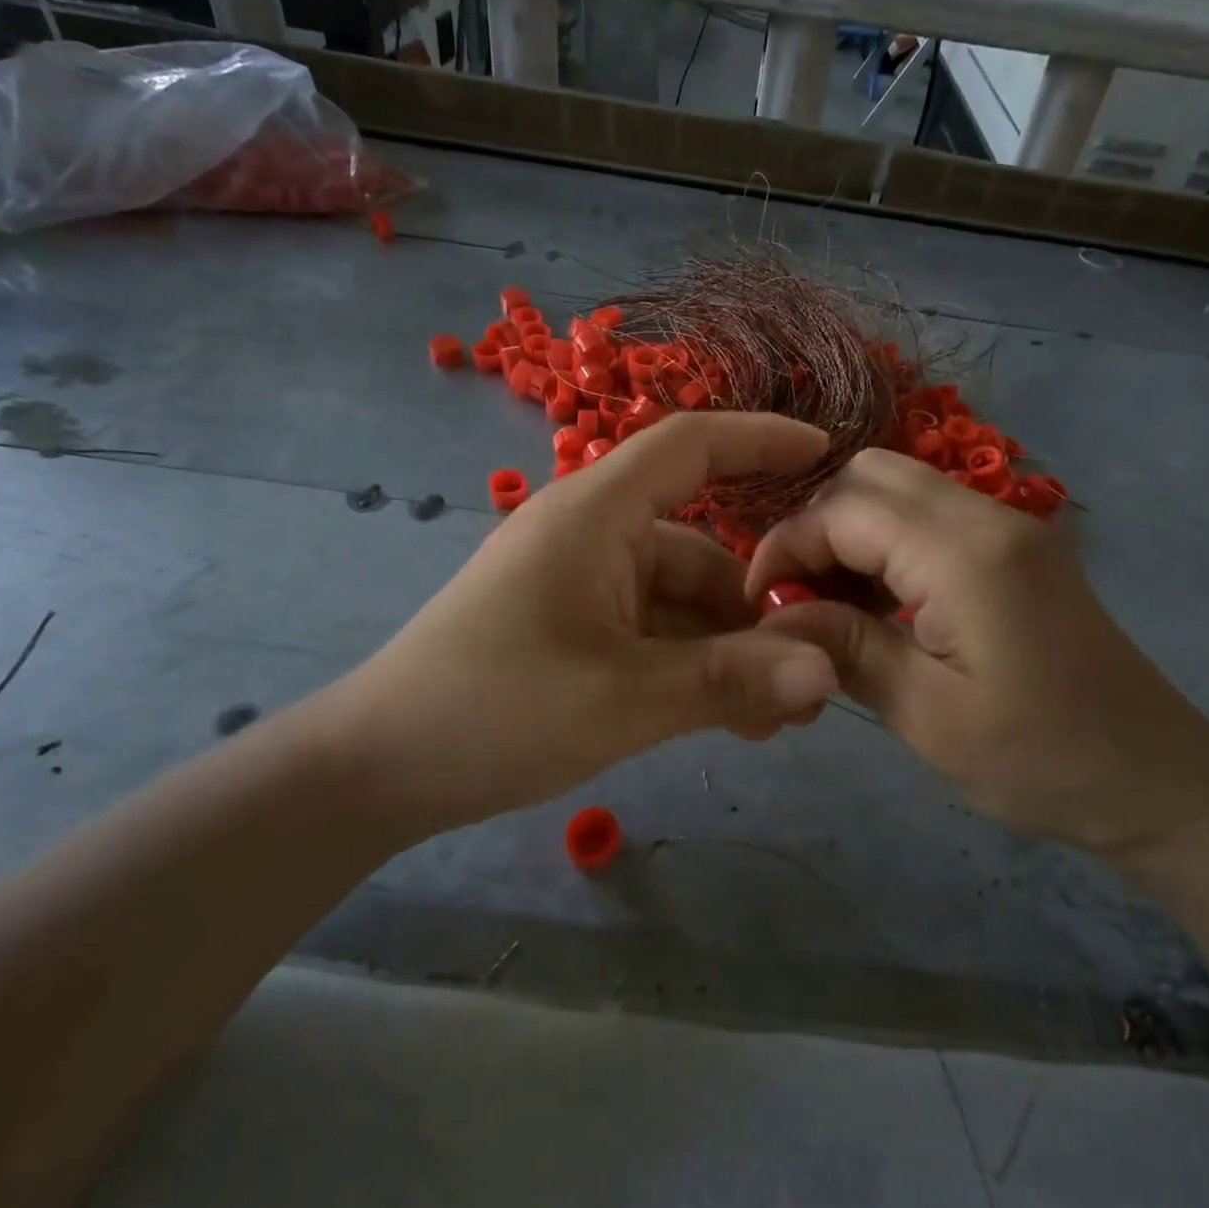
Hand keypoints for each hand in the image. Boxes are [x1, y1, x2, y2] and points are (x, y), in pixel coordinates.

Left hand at [316, 414, 840, 827]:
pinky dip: (692, 668)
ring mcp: (581, 587)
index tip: (828, 454)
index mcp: (596, 514)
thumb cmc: (494, 710)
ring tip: (774, 719)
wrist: (379, 769)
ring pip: (681, 605)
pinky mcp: (573, 632)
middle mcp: (592, 537)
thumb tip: (829, 672)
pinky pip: (652, 635)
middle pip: (700, 552)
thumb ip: (730, 682)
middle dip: (757, 612)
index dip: (760, 438)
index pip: (690, 445)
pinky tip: (728, 720)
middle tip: (811, 676)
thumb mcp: (623, 698)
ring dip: (729, 654)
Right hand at [746, 450, 1208, 857]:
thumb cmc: (1042, 761)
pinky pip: (930, 517)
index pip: (844, 511)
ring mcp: (1009, 527)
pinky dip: (887, 545)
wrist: (1159, 782)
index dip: (786, 547)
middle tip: (799, 598)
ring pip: (899, 489)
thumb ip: (845, 648)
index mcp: (965, 555)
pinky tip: (880, 605)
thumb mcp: (928, 717)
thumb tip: (773, 615)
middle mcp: (988, 517)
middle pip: (871, 475)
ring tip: (833, 607)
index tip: (760, 604)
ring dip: (850, 534)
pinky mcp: (1017, 548)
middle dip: (816, 528)